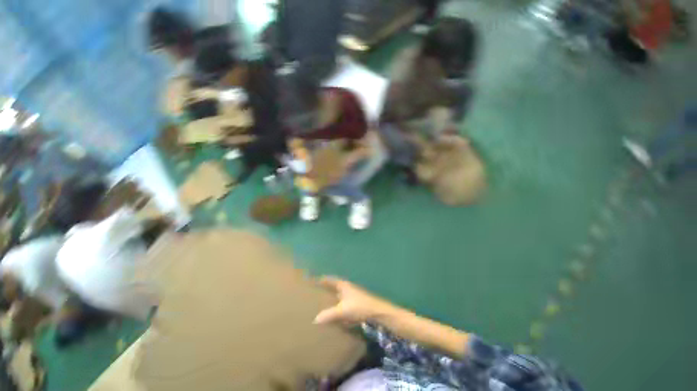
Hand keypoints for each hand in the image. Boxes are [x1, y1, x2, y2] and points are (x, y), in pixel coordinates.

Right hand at [314, 277, 395, 325]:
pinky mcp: (355, 305)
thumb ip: (329, 314)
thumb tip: (315, 319)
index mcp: (343, 285)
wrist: (377, 312)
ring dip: (332, 299)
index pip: (331, 280)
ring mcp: (352, 296)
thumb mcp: (342, 311)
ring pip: (339, 296)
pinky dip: (338, 308)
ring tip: (322, 304)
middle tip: (316, 293)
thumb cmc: (359, 307)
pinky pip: (343, 305)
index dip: (323, 279)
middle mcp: (347, 288)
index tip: (315, 280)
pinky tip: (334, 315)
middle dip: (326, 289)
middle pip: (335, 287)